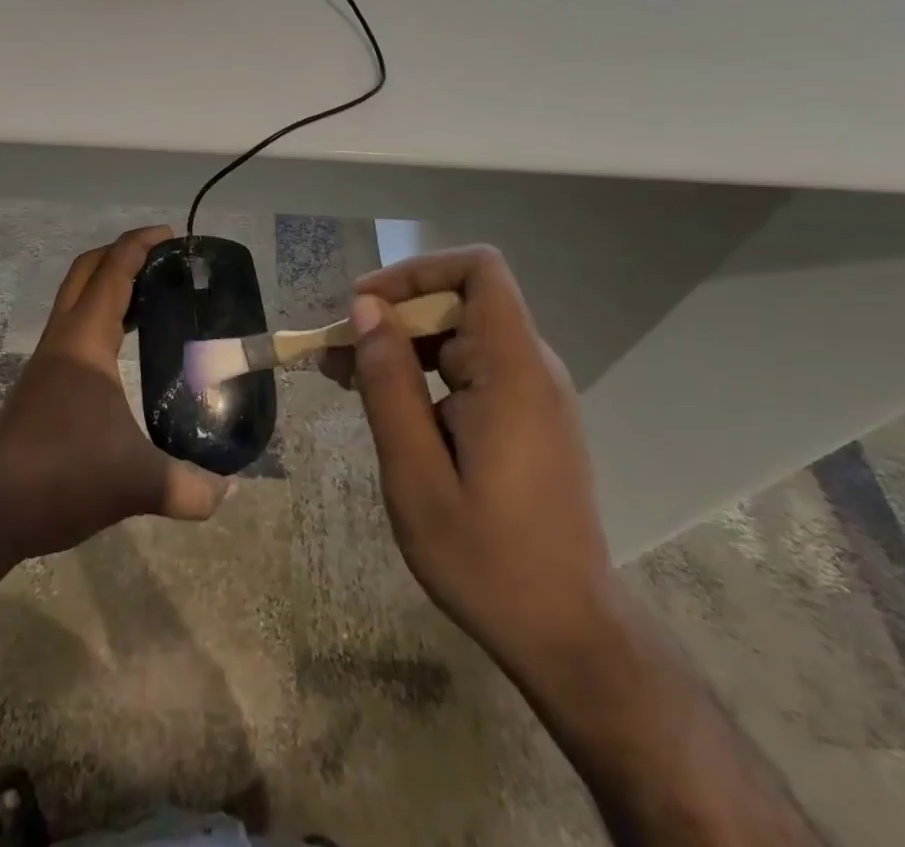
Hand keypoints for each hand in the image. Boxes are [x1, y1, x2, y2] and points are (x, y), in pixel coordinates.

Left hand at [0, 225, 230, 565]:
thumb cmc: (60, 477)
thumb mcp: (135, 483)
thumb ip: (187, 487)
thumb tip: (226, 492)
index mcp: (84, 342)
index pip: (113, 272)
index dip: (140, 245)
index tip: (171, 234)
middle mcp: (62, 341)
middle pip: (86, 273)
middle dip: (122, 254)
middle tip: (163, 261)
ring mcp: (47, 363)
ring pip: (76, 302)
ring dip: (109, 287)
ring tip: (152, 300)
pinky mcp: (41, 387)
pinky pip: (74, 332)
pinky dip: (101, 321)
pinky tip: (123, 354)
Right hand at [344, 245, 613, 672]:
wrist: (568, 634)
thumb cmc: (487, 558)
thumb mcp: (416, 473)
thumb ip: (390, 383)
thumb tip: (366, 309)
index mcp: (513, 371)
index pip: (479, 269)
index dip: (417, 270)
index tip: (365, 304)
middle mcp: (531, 368)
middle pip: (459, 302)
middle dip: (393, 316)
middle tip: (336, 354)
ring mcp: (532, 393)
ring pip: (459, 336)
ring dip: (402, 347)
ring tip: (347, 380)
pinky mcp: (526, 417)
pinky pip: (471, 369)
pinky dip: (424, 374)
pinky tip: (389, 408)